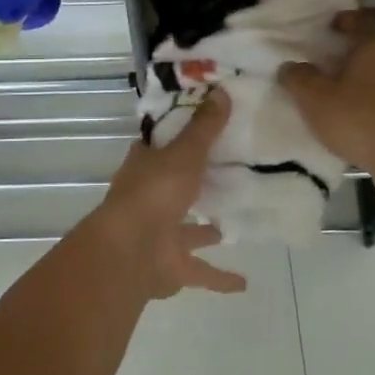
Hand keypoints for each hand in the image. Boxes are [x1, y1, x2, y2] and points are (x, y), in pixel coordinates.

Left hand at [93, 89, 245, 298]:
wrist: (131, 251)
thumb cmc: (155, 192)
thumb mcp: (185, 153)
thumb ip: (204, 128)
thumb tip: (222, 91)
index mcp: (144, 167)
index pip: (157, 146)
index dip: (174, 138)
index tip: (199, 130)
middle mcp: (148, 198)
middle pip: (171, 187)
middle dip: (191, 185)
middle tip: (223, 176)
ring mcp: (157, 234)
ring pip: (184, 230)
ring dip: (203, 230)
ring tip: (229, 226)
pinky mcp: (170, 266)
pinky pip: (199, 270)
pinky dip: (219, 278)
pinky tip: (243, 283)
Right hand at [278, 13, 374, 182]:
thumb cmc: (360, 119)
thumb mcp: (315, 99)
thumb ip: (299, 79)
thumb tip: (290, 67)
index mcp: (374, 49)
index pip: (361, 23)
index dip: (346, 20)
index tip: (333, 25)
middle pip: (374, 52)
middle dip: (354, 58)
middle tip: (332, 68)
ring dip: (368, 85)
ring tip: (346, 100)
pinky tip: (366, 124)